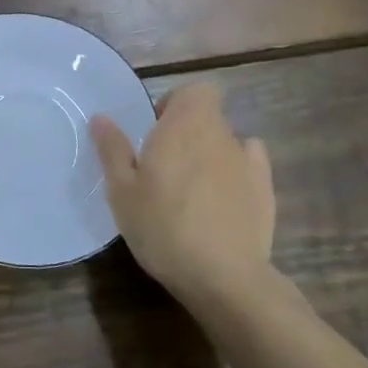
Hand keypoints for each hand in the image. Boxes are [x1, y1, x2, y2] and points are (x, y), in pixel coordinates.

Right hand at [90, 83, 275, 306]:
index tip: (156, 130)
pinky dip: (236, 172)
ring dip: (209, 155)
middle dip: (188, 133)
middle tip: (163, 167)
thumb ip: (113, 149)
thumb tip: (101, 117)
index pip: (194, 91)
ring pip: (226, 143)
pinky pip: (250, 166)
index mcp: (184, 126)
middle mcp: (220, 134)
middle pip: (207, 117)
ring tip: (191, 190)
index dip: (176, 103)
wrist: (223, 276)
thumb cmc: (162, 227)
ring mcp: (248, 162)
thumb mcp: (122, 191)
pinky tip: (222, 199)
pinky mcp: (266, 191)